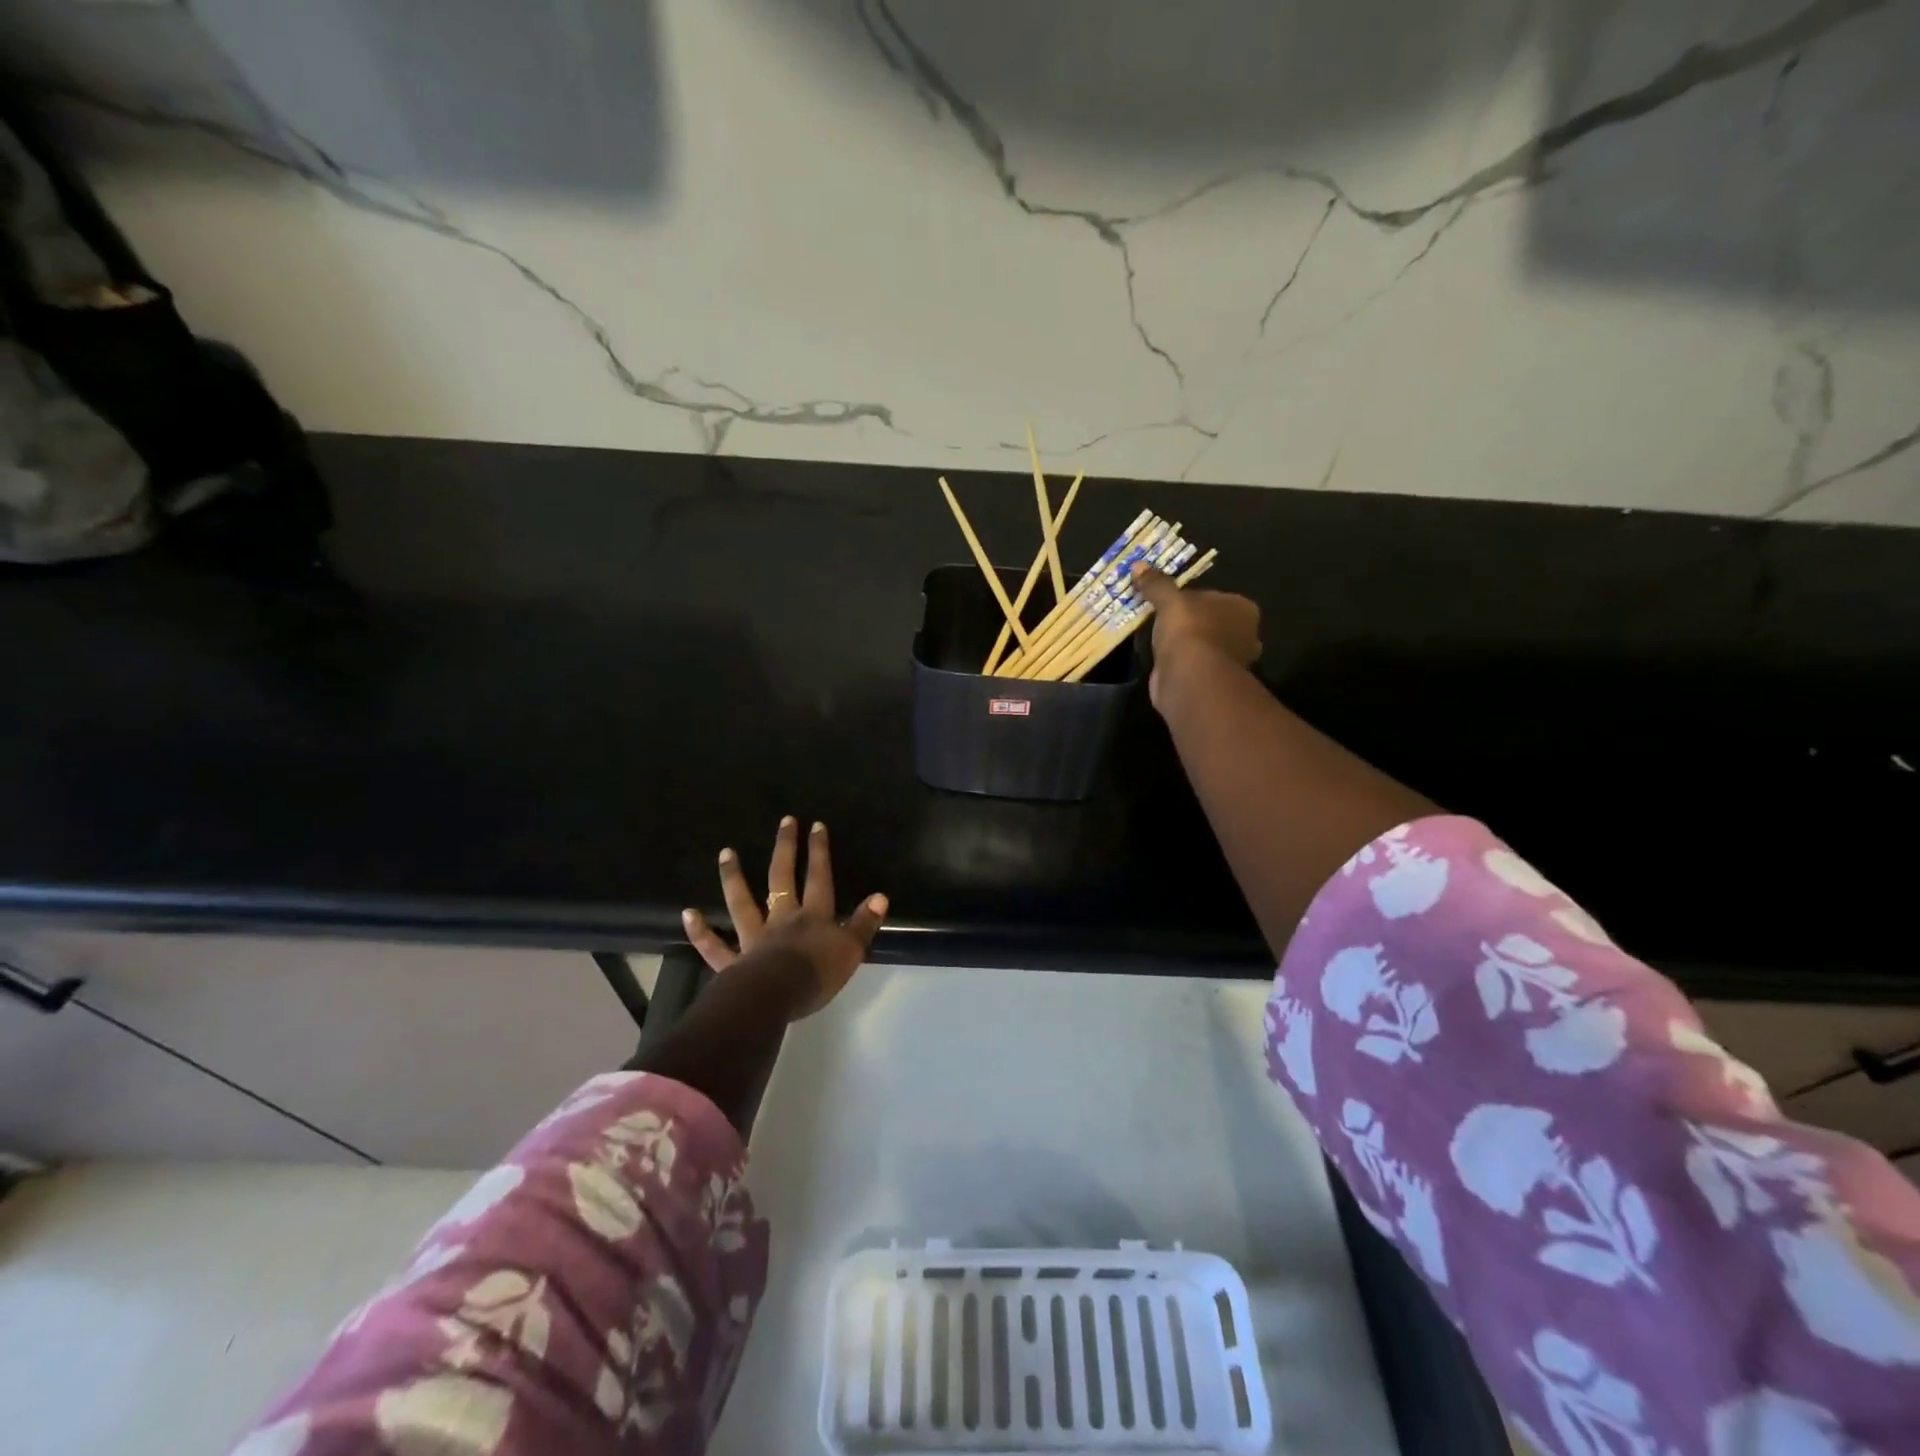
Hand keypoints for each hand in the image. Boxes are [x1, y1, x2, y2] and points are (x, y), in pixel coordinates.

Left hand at [681, 816, 887, 1017]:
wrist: (776, 997)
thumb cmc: (817, 974)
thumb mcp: (851, 950)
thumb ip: (864, 924)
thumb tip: (880, 896)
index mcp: (813, 916)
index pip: (819, 878)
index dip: (819, 852)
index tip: (816, 825)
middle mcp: (782, 919)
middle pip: (782, 878)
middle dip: (785, 849)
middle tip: (785, 821)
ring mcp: (754, 938)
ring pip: (742, 903)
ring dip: (734, 878)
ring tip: (726, 853)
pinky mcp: (733, 963)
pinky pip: (714, 947)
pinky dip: (702, 932)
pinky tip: (689, 913)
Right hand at [1130, 562, 1261, 708]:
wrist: (1190, 680)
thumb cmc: (1190, 631)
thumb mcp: (1170, 601)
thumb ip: (1156, 584)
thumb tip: (1138, 565)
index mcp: (1243, 609)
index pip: (1215, 597)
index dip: (1192, 598)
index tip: (1169, 602)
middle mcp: (1244, 635)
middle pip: (1211, 622)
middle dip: (1191, 623)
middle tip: (1162, 620)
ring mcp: (1230, 662)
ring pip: (1203, 646)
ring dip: (1185, 645)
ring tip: (1157, 640)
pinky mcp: (1212, 682)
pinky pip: (1194, 665)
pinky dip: (1180, 664)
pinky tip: (1162, 661)